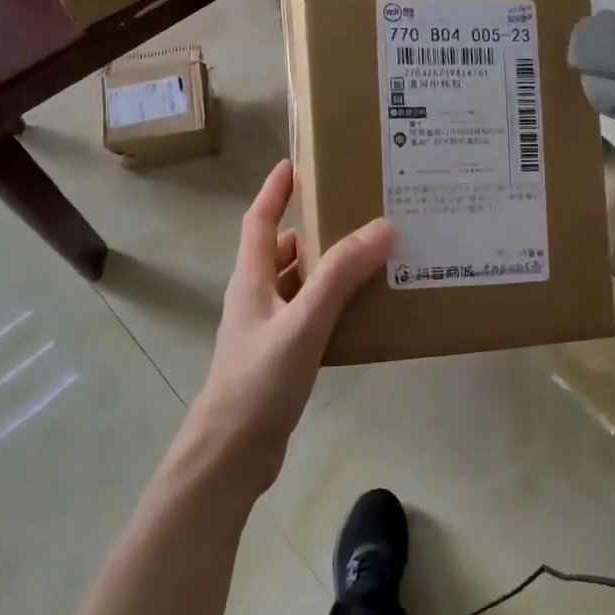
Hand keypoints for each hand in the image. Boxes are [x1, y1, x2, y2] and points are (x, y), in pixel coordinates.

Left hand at [180, 161, 393, 491]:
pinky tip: (363, 311)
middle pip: (282, 251)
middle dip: (312, 229)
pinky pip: (309, 316)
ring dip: (327, 269)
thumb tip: (382, 227)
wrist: (232, 451)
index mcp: (251, 279)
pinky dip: (332, 304)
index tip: (294, 163)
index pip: (259, 221)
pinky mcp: (281, 357)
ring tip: (370, 257)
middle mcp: (256, 297)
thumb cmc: (260, 380)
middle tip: (355, 213)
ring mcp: (267, 329)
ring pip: (299, 285)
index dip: (274, 191)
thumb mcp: (303, 321)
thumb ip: (341, 275)